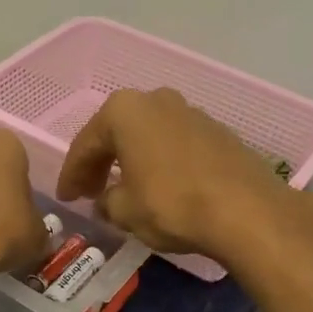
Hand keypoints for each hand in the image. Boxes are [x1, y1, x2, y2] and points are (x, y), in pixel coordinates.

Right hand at [56, 88, 294, 258]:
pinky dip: (160, 162)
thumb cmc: (172, 204)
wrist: (247, 211)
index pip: (85, 144)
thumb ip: (107, 202)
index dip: (72, 175)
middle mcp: (156, 100)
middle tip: (89, 192)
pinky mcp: (218, 131)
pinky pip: (174, 145)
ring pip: (147, 136)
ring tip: (124, 189)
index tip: (66, 198)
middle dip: (101, 162)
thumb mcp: (125, 211)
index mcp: (124, 110)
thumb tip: (107, 201)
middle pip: (117, 133)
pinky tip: (159, 186)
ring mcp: (191, 112)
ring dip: (132, 160)